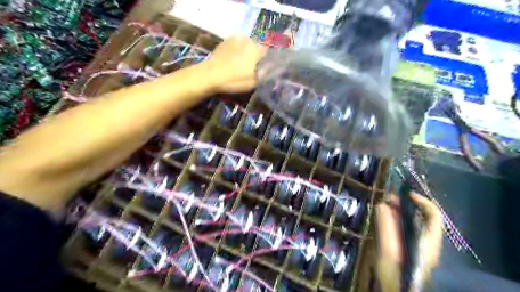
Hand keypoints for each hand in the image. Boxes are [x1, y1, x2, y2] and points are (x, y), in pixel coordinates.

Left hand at [205, 36, 267, 93]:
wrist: (210, 75)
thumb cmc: (234, 80)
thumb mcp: (253, 82)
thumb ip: (264, 74)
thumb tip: (270, 68)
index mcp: (256, 50)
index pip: (267, 51)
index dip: (266, 58)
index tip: (264, 66)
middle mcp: (247, 41)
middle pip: (256, 46)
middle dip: (256, 54)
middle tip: (252, 65)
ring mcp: (235, 39)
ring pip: (245, 44)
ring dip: (245, 50)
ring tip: (241, 61)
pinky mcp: (224, 42)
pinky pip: (234, 44)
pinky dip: (235, 49)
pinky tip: (232, 58)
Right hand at [374, 193, 441, 289]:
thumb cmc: (396, 275)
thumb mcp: (389, 252)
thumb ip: (385, 228)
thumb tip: (381, 205)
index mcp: (428, 242)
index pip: (433, 216)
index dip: (423, 201)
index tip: (406, 194)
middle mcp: (426, 241)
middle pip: (420, 217)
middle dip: (404, 205)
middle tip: (387, 198)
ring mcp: (417, 245)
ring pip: (410, 222)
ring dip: (397, 211)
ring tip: (383, 204)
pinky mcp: (407, 247)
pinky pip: (403, 228)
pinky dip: (393, 220)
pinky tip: (383, 218)